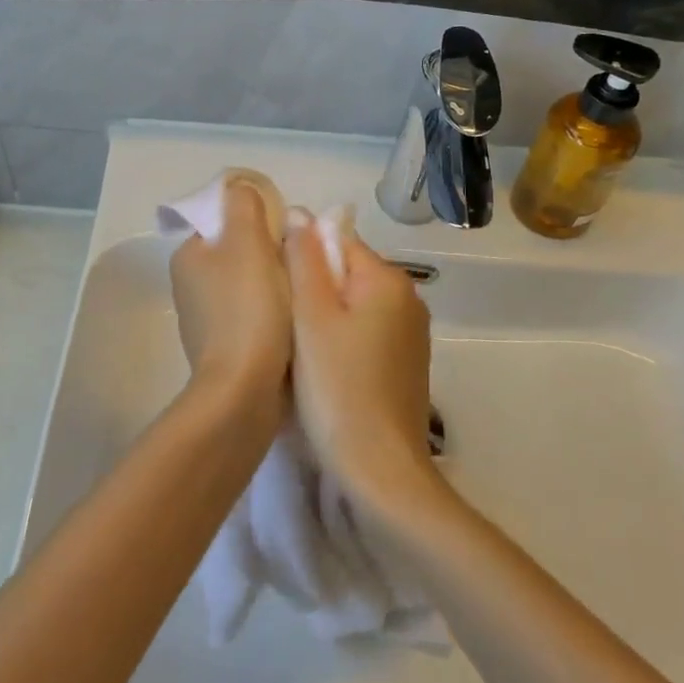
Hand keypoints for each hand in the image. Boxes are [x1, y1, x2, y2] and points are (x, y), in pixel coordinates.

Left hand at [169, 180, 292, 400]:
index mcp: (189, 255)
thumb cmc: (248, 310)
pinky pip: (255, 314)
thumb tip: (241, 189)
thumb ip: (244, 206)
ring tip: (304, 290)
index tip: (288, 234)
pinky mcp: (226, 346)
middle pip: (241, 250)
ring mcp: (207, 318)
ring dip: (277, 282)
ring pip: (251, 282)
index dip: (260, 218)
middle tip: (302, 261)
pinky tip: (294, 320)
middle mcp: (191, 284)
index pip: (226, 219)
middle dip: (273, 251)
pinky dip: (274, 312)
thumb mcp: (248, 243)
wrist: (244, 391)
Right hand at [284, 216, 438, 510]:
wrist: (380, 468)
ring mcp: (410, 333)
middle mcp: (407, 298)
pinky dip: (340, 339)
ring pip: (353, 304)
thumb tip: (299, 214)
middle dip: (311, 287)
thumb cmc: (337, 386)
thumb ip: (304, 260)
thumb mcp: (311, 317)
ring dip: (323, 315)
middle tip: (279, 320)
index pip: (335, 240)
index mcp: (387, 279)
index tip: (272, 285)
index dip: (299, 255)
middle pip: (346, 271)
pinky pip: (365, 332)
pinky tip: (321, 367)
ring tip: (294, 345)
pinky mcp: (405, 363)